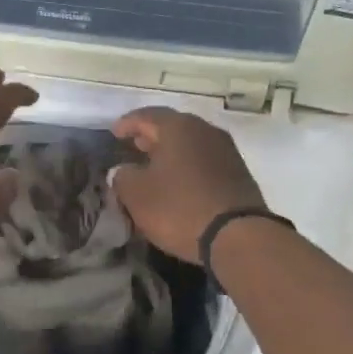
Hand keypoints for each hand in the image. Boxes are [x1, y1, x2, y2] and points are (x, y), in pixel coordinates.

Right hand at [110, 107, 266, 262]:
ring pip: (191, 144)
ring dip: (171, 153)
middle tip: (134, 146)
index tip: (114, 132)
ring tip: (154, 166)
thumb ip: (123, 176)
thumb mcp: (136, 194)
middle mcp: (205, 131)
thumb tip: (124, 170)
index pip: (146, 116)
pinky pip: (204, 162)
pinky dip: (187, 167)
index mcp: (178, 127)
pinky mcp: (238, 174)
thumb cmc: (179, 208)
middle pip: (172, 127)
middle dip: (151, 136)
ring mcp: (226, 151)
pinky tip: (178, 182)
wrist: (238, 237)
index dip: (127, 123)